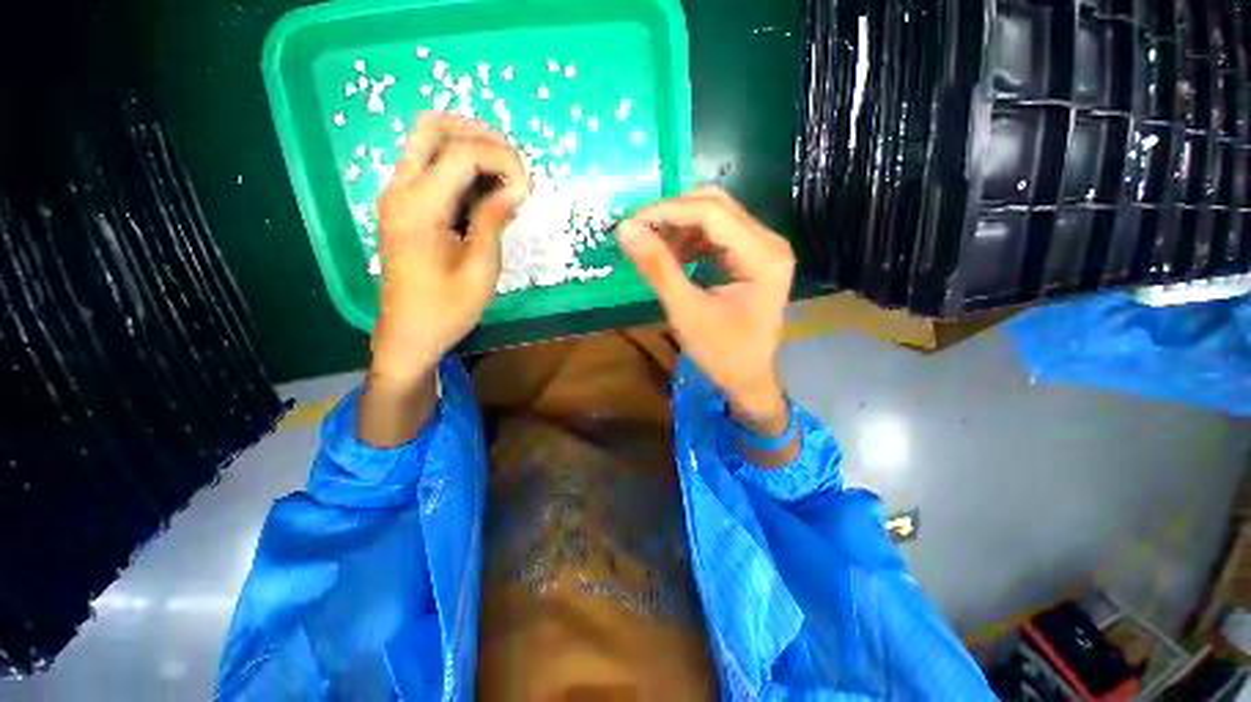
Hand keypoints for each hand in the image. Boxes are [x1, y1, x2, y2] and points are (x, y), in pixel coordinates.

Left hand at [360, 114, 528, 447]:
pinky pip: (430, 165)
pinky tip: (487, 190)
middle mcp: (401, 188)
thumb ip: (495, 219)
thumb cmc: (448, 307)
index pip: (461, 152)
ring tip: (505, 175)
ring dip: (471, 146)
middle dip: (482, 136)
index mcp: (419, 206)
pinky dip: (461, 166)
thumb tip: (515, 186)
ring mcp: (398, 194)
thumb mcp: (482, 268)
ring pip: (429, 140)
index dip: (503, 159)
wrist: (409, 332)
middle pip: (435, 127)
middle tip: (515, 166)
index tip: (528, 188)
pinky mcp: (404, 205)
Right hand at [617, 188, 794, 435]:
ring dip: (680, 226)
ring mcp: (764, 247)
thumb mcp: (685, 311)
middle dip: (672, 215)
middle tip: (639, 233)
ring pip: (715, 216)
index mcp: (762, 256)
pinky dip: (691, 239)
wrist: (749, 377)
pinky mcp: (754, 256)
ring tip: (653, 247)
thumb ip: (657, 267)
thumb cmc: (721, 352)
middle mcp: (770, 242)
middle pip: (715, 206)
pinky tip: (674, 256)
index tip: (630, 224)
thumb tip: (625, 229)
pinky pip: (718, 233)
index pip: (710, 213)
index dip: (666, 212)